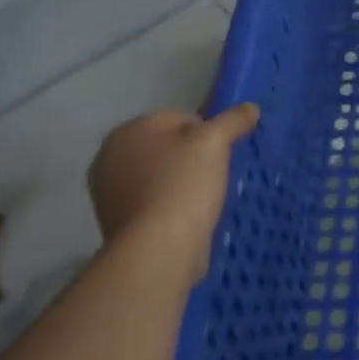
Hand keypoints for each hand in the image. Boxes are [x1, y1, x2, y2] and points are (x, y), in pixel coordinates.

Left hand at [87, 105, 258, 276]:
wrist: (158, 251)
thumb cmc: (182, 184)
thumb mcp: (216, 140)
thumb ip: (233, 119)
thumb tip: (250, 108)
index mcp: (126, 131)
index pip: (179, 118)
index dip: (206, 131)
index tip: (220, 151)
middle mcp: (108, 159)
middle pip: (167, 147)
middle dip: (191, 156)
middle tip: (214, 172)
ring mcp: (108, 195)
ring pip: (159, 175)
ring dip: (181, 182)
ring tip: (204, 197)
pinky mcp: (116, 225)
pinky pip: (153, 203)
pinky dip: (170, 206)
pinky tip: (188, 217)